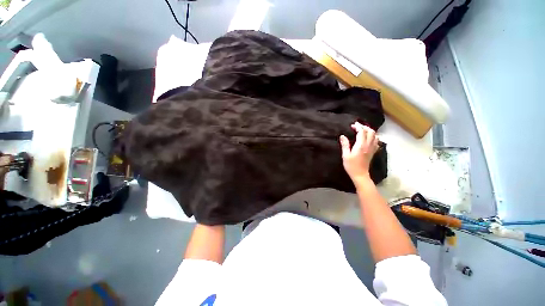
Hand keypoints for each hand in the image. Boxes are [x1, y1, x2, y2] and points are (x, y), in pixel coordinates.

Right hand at [339, 122, 378, 183]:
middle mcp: (368, 145)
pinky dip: (373, 137)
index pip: (362, 132)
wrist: (360, 174)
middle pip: (371, 132)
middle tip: (358, 126)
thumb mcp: (345, 155)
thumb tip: (342, 136)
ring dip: (369, 131)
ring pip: (375, 136)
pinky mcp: (373, 152)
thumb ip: (345, 144)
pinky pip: (376, 141)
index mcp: (361, 145)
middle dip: (365, 127)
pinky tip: (368, 138)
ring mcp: (372, 148)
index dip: (358, 126)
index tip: (353, 125)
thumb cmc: (351, 165)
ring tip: (362, 131)